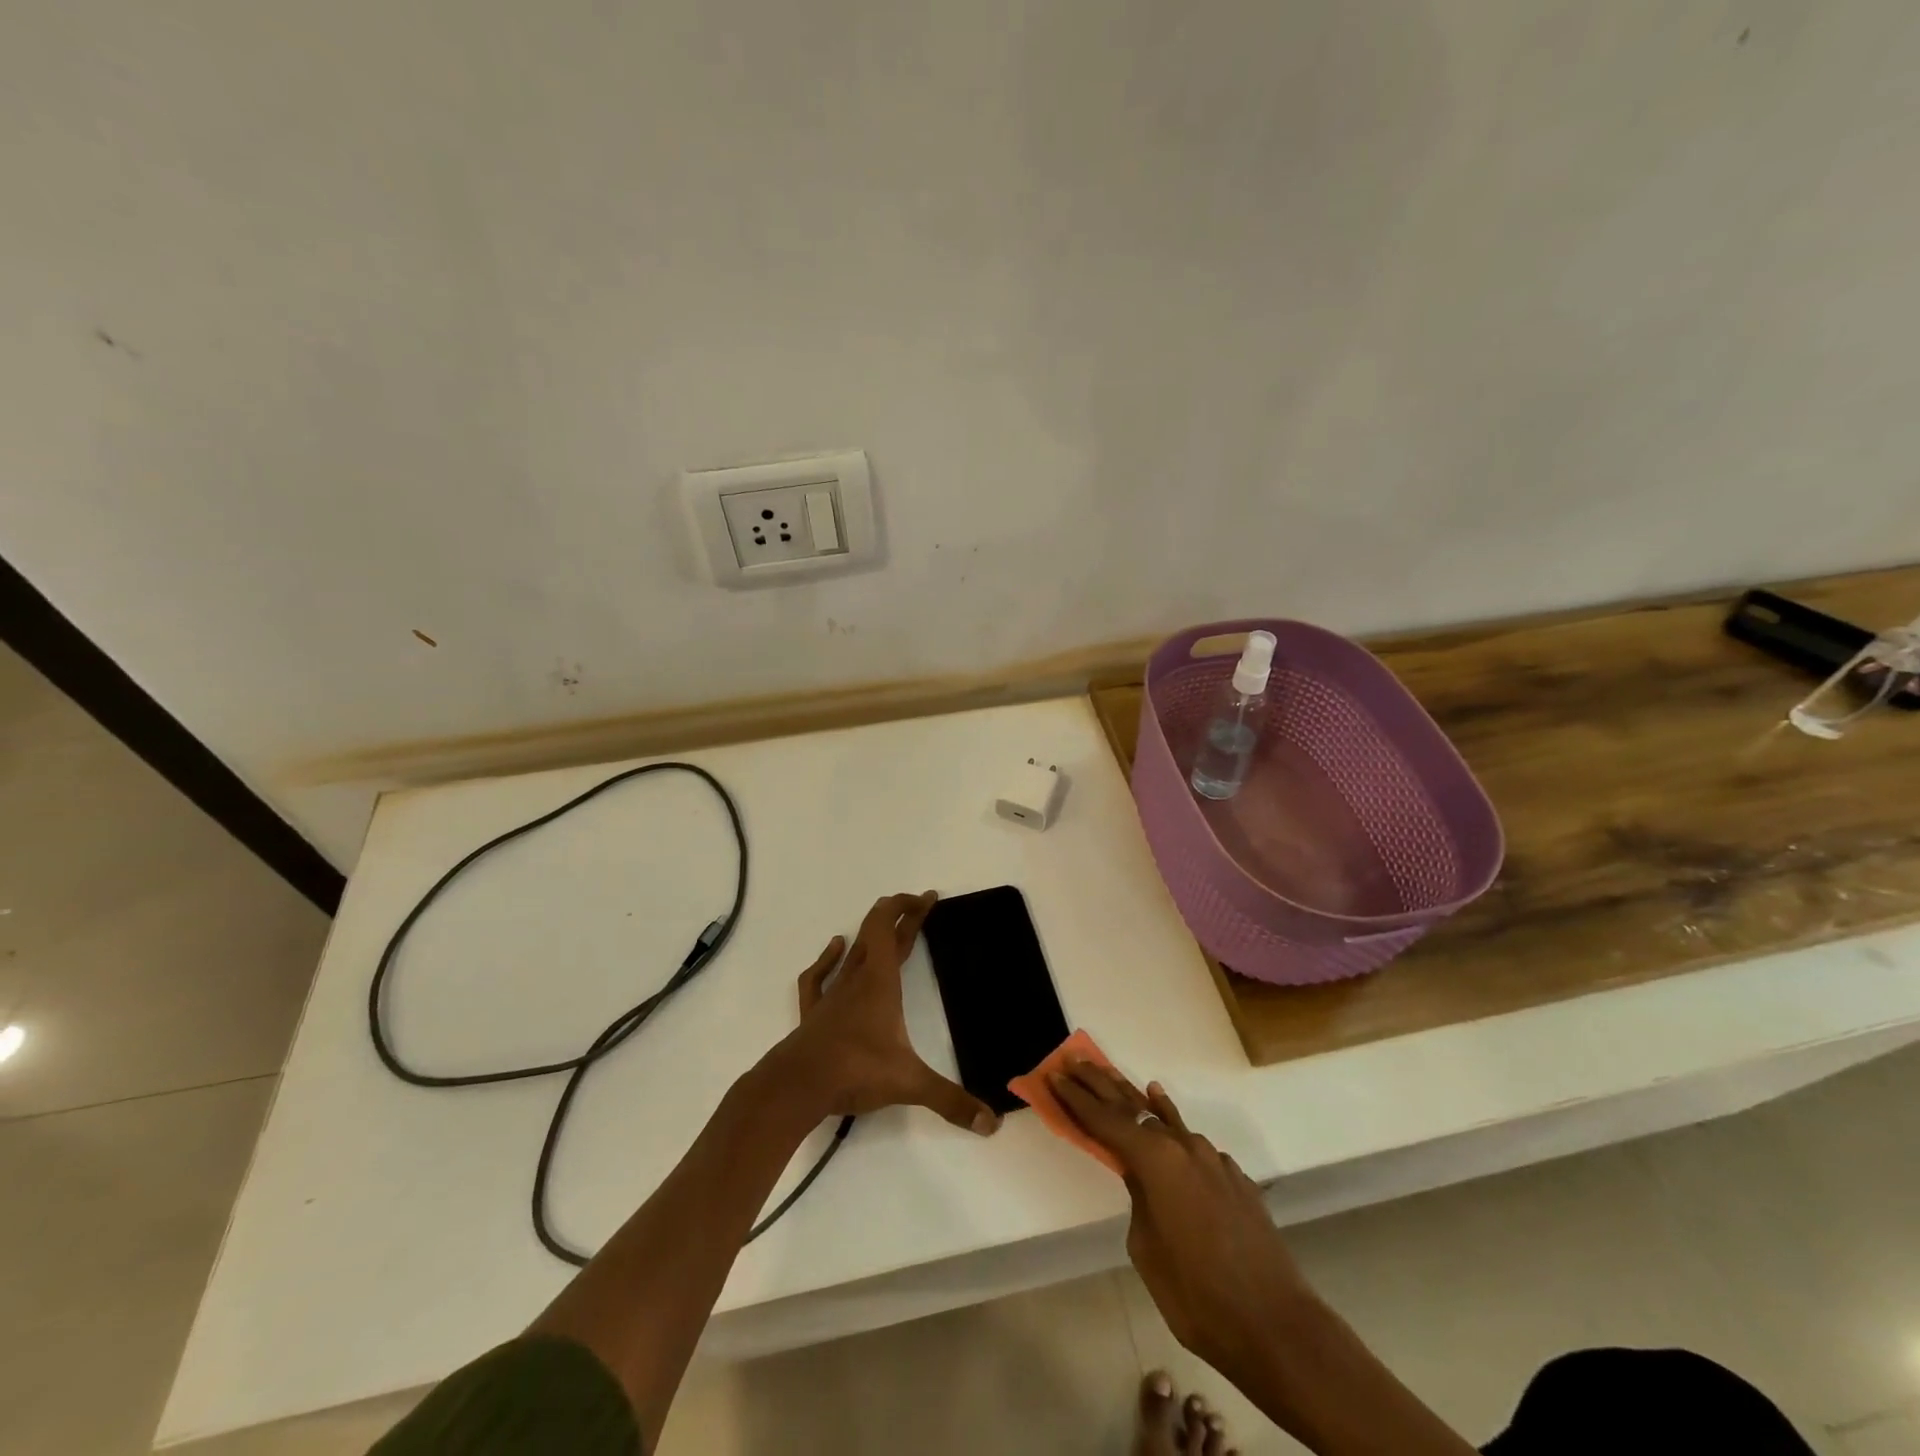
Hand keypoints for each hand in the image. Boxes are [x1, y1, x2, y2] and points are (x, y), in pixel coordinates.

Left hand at [774, 892, 1000, 1135]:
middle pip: (877, 935)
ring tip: (885, 924)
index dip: (908, 907)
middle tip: (921, 905)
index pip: (890, 928)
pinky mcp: (814, 1013)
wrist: (796, 1086)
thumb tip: (993, 1124)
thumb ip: (951, 1101)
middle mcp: (856, 980)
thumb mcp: (909, 1084)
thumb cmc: (854, 1071)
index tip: (927, 898)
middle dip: (901, 917)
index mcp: (880, 982)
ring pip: (853, 953)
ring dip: (870, 935)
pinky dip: (828, 958)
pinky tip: (835, 947)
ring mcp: (832, 995)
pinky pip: (819, 976)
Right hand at [1049, 1061, 1310, 1391]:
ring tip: (1113, 1077)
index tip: (1054, 1075)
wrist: (1277, 1325)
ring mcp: (1212, 1159)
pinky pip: (1192, 1143)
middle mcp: (1184, 1147)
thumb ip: (1139, 1198)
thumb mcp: (1146, 1248)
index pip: (1105, 1120)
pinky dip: (1171, 1126)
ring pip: (1166, 1120)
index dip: (1076, 1098)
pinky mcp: (1233, 1176)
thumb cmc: (1197, 1294)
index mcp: (1156, 1160)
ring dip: (1137, 1101)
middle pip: (1133, 1106)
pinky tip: (1164, 1116)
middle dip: (1101, 1083)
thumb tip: (1142, 1179)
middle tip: (1075, 1061)